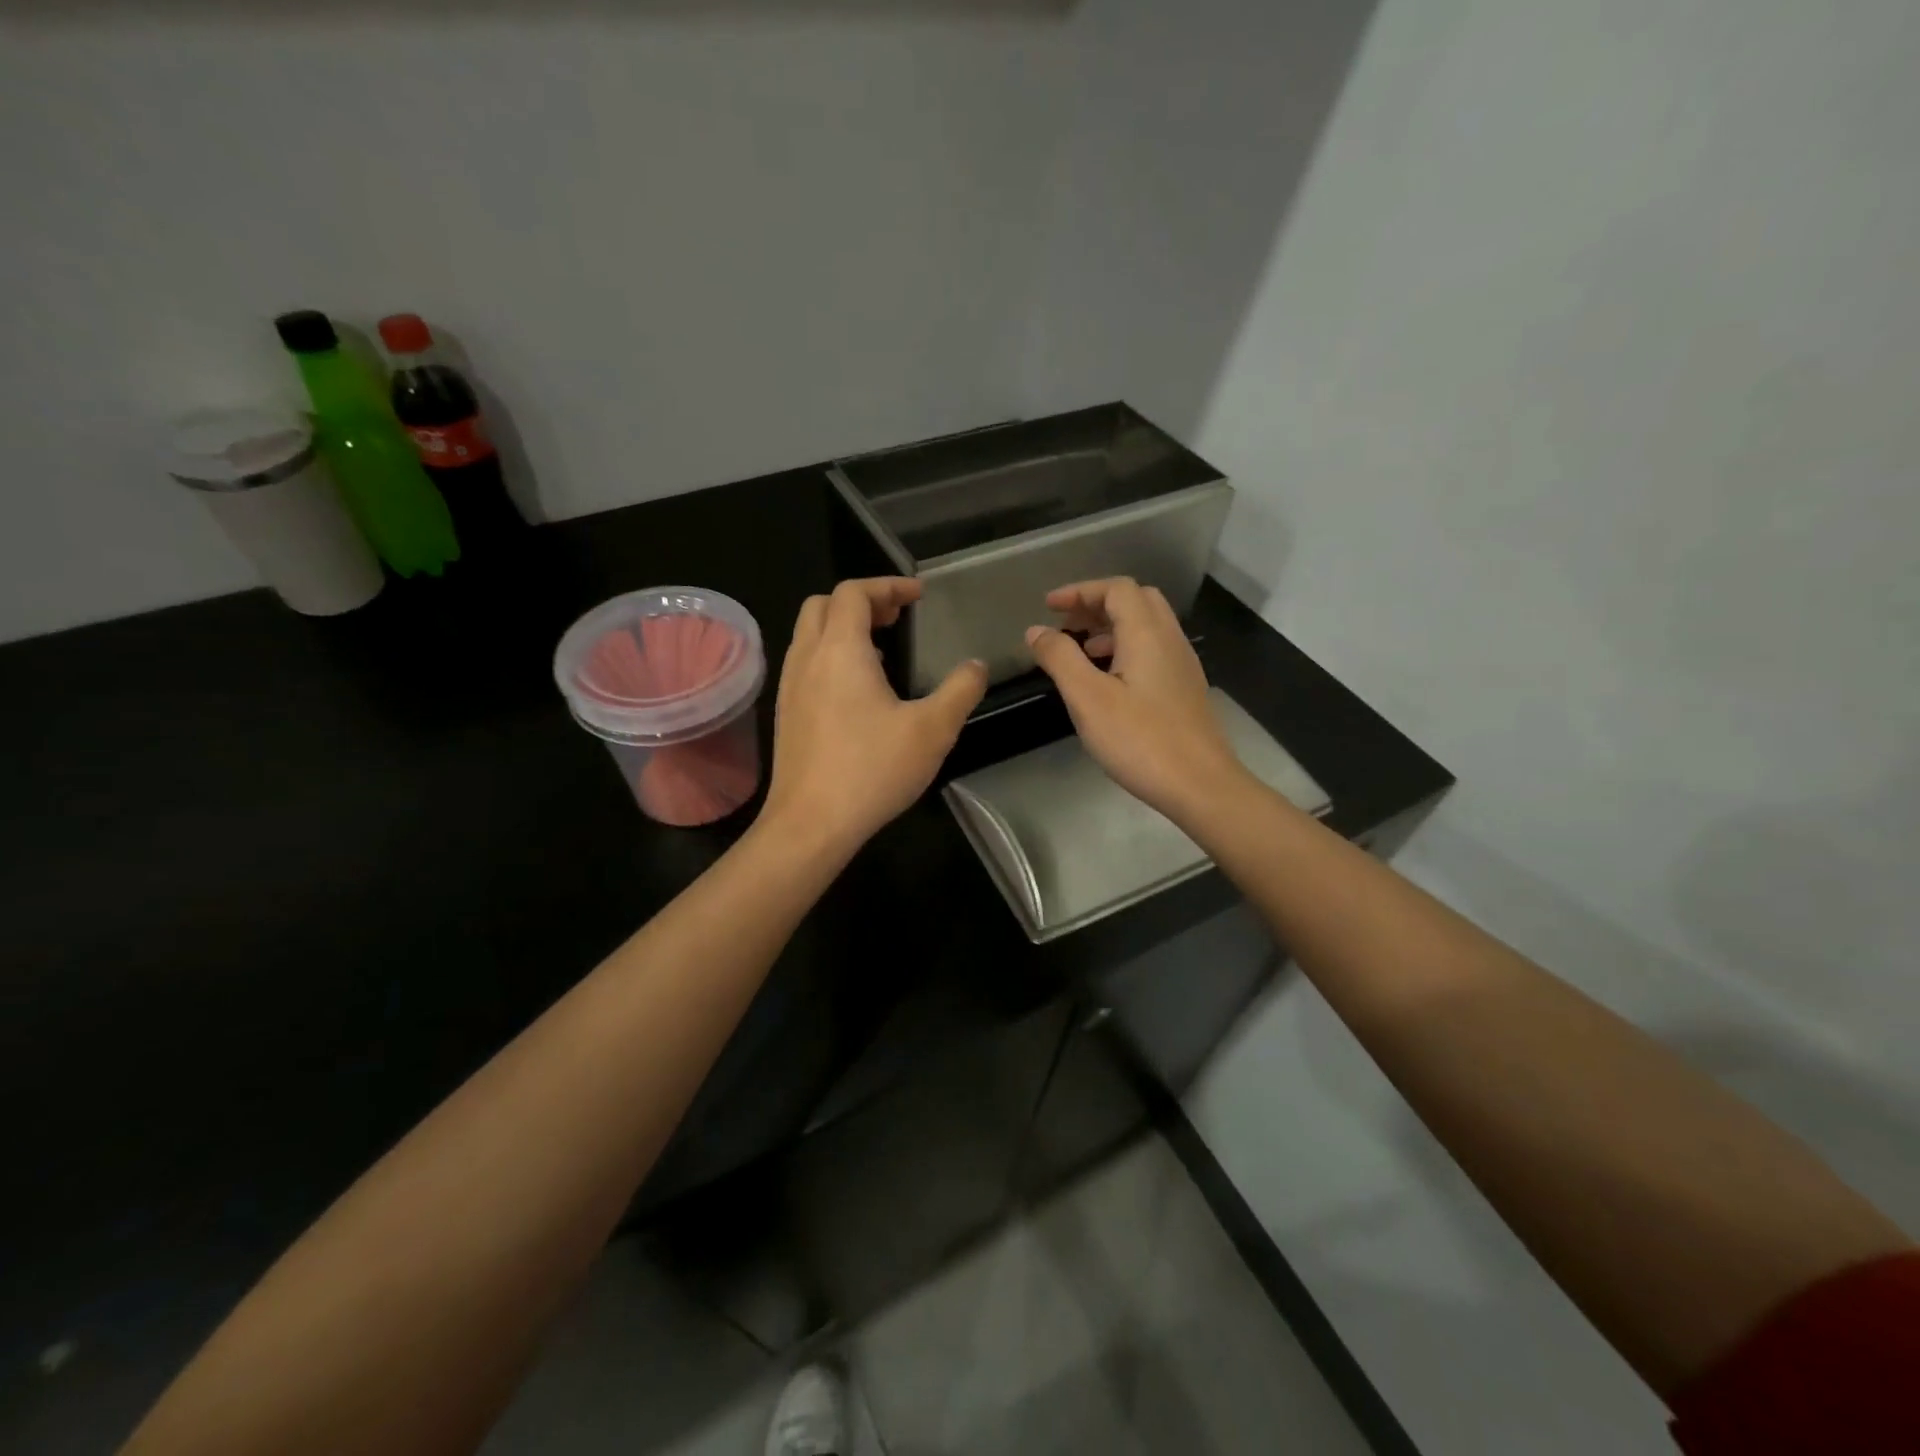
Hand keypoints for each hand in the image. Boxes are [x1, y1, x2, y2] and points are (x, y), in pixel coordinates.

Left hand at [761, 578, 986, 854]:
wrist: (810, 823)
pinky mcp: (786, 713)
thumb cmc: (872, 770)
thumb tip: (976, 665)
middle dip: (862, 601)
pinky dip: (831, 655)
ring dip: (844, 627)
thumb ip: (961, 690)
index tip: (917, 595)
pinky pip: (805, 663)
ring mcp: (790, 686)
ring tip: (881, 649)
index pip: (854, 592)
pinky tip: (858, 690)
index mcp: (841, 650)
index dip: (888, 584)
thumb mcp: (933, 729)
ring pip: (810, 634)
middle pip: (824, 604)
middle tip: (897, 617)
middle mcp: (807, 658)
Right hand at [1026, 577, 1248, 820]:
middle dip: (1097, 604)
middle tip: (1066, 625)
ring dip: (1111, 628)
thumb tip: (1036, 631)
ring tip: (1081, 652)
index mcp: (1147, 633)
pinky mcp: (1185, 688)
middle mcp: (1170, 639)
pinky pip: (1154, 650)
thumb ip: (1060, 658)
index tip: (1049, 607)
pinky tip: (1108, 681)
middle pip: (1136, 600)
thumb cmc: (1140, 740)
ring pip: (1147, 626)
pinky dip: (1126, 649)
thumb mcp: (1088, 698)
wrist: (1200, 785)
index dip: (1080, 591)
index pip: (1116, 589)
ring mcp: (1182, 664)